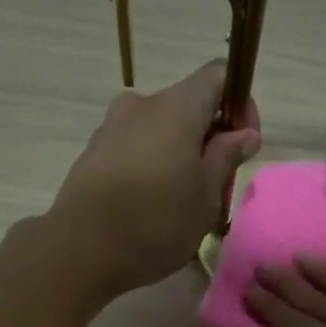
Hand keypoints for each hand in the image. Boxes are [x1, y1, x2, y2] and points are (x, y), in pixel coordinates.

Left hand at [49, 60, 260, 291]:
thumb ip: (227, 157)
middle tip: (218, 186)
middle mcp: (141, 105)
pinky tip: (153, 207)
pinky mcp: (93, 153)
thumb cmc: (156, 222)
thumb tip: (244, 133)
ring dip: (181, 155)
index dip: (240, 104)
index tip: (244, 145)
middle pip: (188, 106)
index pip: (218, 76)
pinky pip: (136, 149)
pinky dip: (153, 167)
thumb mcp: (206, 195)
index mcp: (176, 106)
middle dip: (210, 138)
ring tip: (185, 203)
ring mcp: (112, 127)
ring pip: (161, 131)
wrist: (81, 250)